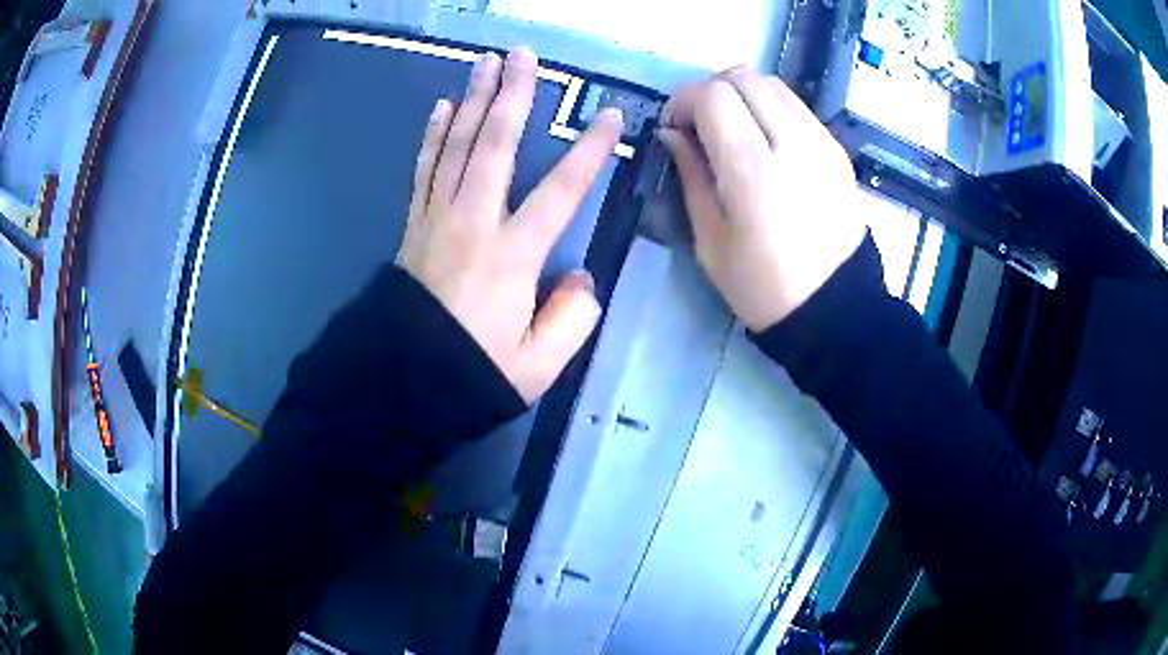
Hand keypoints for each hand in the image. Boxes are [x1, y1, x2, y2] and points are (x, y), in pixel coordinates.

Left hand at [397, 48, 623, 402]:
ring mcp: (437, 218)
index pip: (560, 192)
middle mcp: (473, 222)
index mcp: (512, 255)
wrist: (401, 380)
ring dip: (472, 100)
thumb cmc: (473, 371)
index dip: (588, 152)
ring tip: (485, 63)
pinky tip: (441, 107)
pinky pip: (425, 168)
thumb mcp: (538, 364)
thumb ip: (572, 318)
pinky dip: (433, 134)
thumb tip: (581, 278)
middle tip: (522, 56)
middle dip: (512, 96)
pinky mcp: (415, 223)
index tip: (608, 117)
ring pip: (456, 146)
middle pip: (494, 146)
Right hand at [658, 67, 865, 331]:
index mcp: (754, 171)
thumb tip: (672, 133)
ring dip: (742, 94)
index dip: (684, 100)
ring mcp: (821, 143)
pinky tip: (763, 140)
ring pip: (773, 84)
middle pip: (744, 77)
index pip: (713, 96)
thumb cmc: (763, 287)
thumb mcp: (710, 241)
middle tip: (700, 122)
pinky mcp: (837, 150)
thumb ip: (690, 175)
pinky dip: (770, 108)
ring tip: (731, 128)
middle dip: (711, 89)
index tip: (674, 125)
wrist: (835, 309)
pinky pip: (796, 106)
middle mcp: (793, 143)